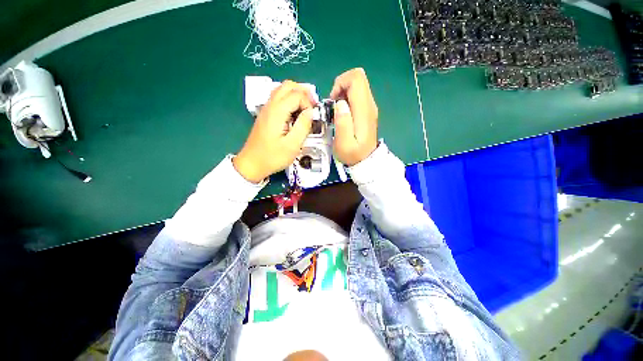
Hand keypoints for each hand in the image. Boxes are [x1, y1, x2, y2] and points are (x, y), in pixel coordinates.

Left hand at [234, 81, 314, 182]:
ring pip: (282, 90)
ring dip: (296, 95)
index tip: (313, 117)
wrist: (252, 163)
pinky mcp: (266, 115)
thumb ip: (303, 126)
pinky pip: (278, 99)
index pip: (297, 95)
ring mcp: (266, 109)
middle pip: (288, 85)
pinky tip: (295, 114)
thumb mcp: (292, 145)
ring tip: (305, 110)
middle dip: (303, 93)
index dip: (309, 103)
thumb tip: (311, 112)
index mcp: (277, 111)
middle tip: (312, 107)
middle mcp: (270, 105)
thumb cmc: (273, 157)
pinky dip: (290, 101)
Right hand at [330, 68, 378, 165]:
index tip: (332, 100)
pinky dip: (346, 98)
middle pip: (357, 77)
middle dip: (341, 86)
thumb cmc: (353, 154)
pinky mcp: (367, 110)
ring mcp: (369, 106)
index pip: (356, 79)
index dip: (341, 83)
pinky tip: (342, 113)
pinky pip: (357, 94)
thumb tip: (340, 103)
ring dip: (343, 93)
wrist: (366, 160)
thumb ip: (342, 123)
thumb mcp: (343, 144)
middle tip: (333, 105)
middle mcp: (369, 104)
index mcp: (364, 110)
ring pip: (357, 85)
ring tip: (336, 111)